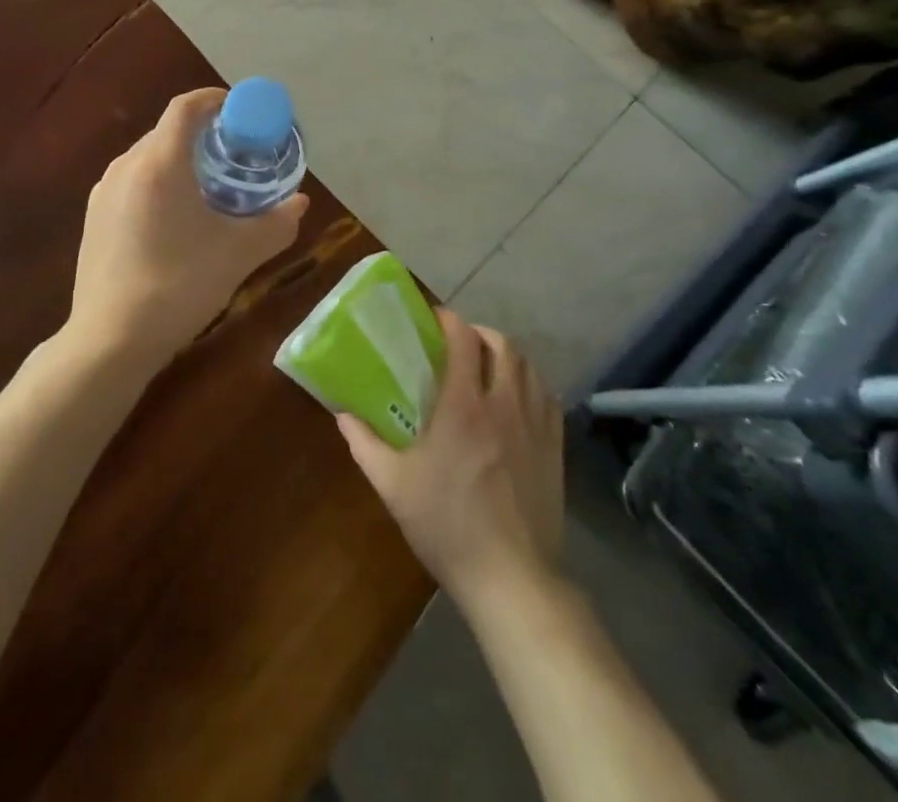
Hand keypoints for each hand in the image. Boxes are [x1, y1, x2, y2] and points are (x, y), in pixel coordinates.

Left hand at [68, 88, 307, 371]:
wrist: (110, 340)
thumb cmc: (179, 285)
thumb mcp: (238, 254)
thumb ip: (276, 224)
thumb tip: (301, 203)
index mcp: (159, 162)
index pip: (186, 107)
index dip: (216, 100)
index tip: (243, 113)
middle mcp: (126, 166)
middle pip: (169, 131)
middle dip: (205, 135)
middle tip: (237, 156)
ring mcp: (103, 192)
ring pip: (149, 158)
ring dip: (181, 161)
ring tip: (211, 188)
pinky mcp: (93, 218)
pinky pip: (133, 183)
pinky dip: (159, 184)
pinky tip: (176, 220)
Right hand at [338, 309, 563, 605]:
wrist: (511, 578)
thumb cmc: (446, 525)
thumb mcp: (392, 485)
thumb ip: (364, 443)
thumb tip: (342, 414)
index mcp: (463, 406)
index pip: (463, 340)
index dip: (450, 320)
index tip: (435, 319)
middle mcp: (504, 404)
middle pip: (503, 345)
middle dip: (481, 333)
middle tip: (461, 343)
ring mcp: (535, 426)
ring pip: (530, 368)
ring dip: (508, 356)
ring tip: (489, 366)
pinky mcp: (555, 449)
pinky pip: (548, 398)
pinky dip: (532, 385)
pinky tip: (518, 400)